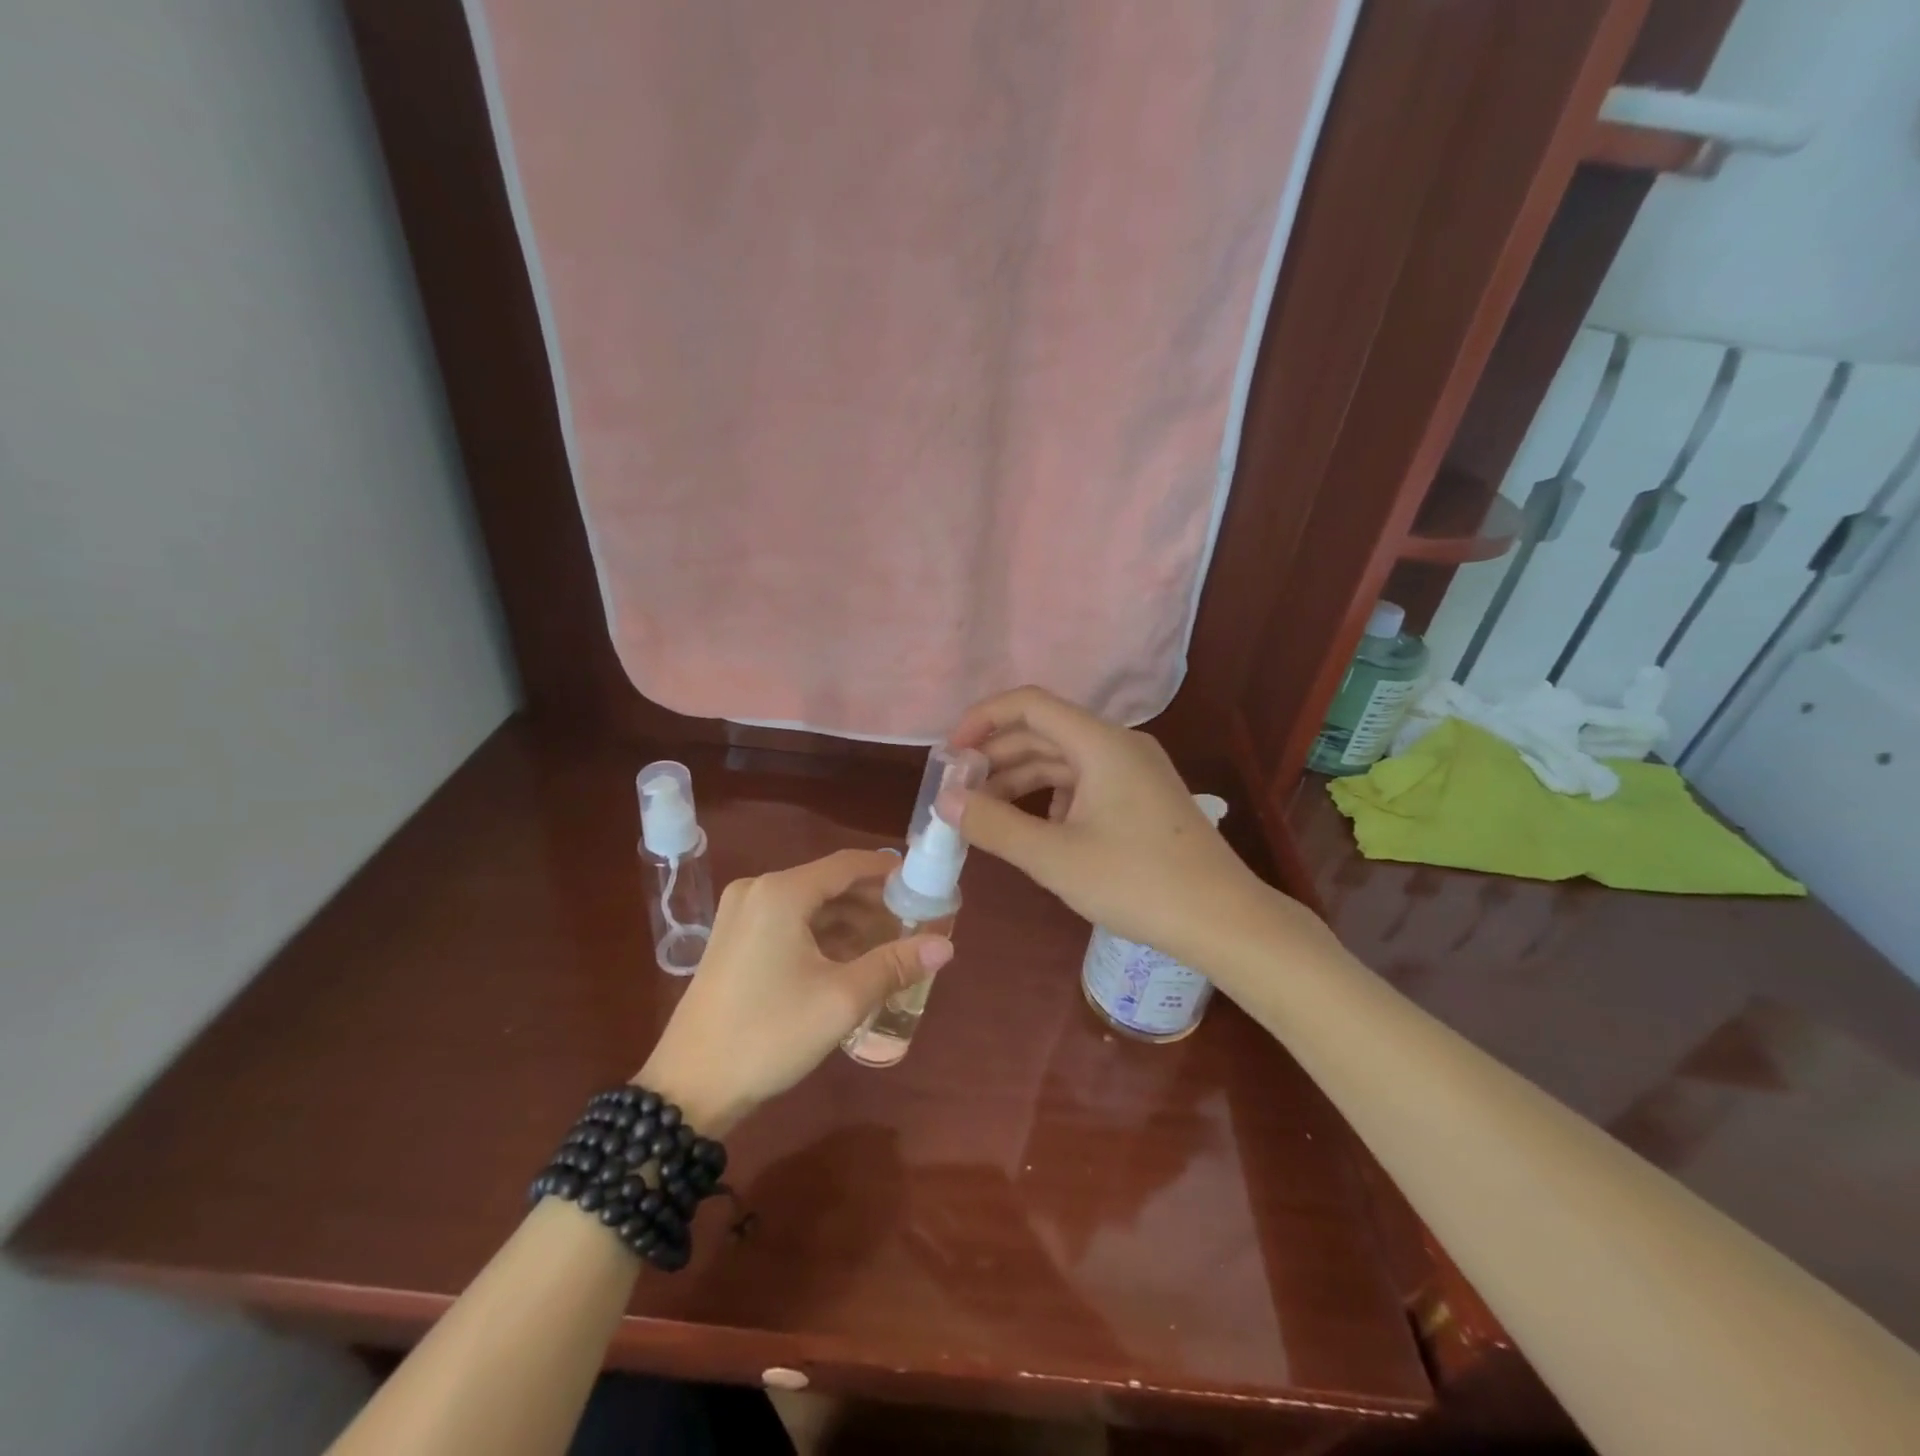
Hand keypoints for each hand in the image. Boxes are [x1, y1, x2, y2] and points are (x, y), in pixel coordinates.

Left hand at [637, 850, 952, 1131]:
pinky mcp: (732, 940)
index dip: (888, 870)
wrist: (689, 1088)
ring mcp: (740, 915)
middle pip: (828, 882)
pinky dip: (821, 933)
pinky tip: (849, 957)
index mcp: (781, 892)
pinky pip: (788, 921)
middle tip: (913, 920)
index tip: (923, 883)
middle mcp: (758, 891)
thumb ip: (894, 964)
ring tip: (889, 942)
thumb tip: (945, 945)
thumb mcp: (841, 1000)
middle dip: (872, 900)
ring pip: (809, 903)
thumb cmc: (769, 1035)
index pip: (847, 864)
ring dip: (848, 919)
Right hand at [946, 686, 1281, 965]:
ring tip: (983, 813)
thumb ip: (994, 824)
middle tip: (957, 791)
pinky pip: (1084, 783)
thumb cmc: (1137, 883)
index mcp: (1100, 743)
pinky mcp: (1142, 798)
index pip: (1029, 704)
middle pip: (1044, 732)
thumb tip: (944, 800)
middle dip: (996, 757)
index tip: (950, 755)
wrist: (1223, 921)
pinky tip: (1034, 830)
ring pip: (1063, 760)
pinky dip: (1050, 798)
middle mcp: (1119, 745)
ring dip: (1020, 780)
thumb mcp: (1054, 857)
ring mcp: (1134, 771)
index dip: (982, 719)